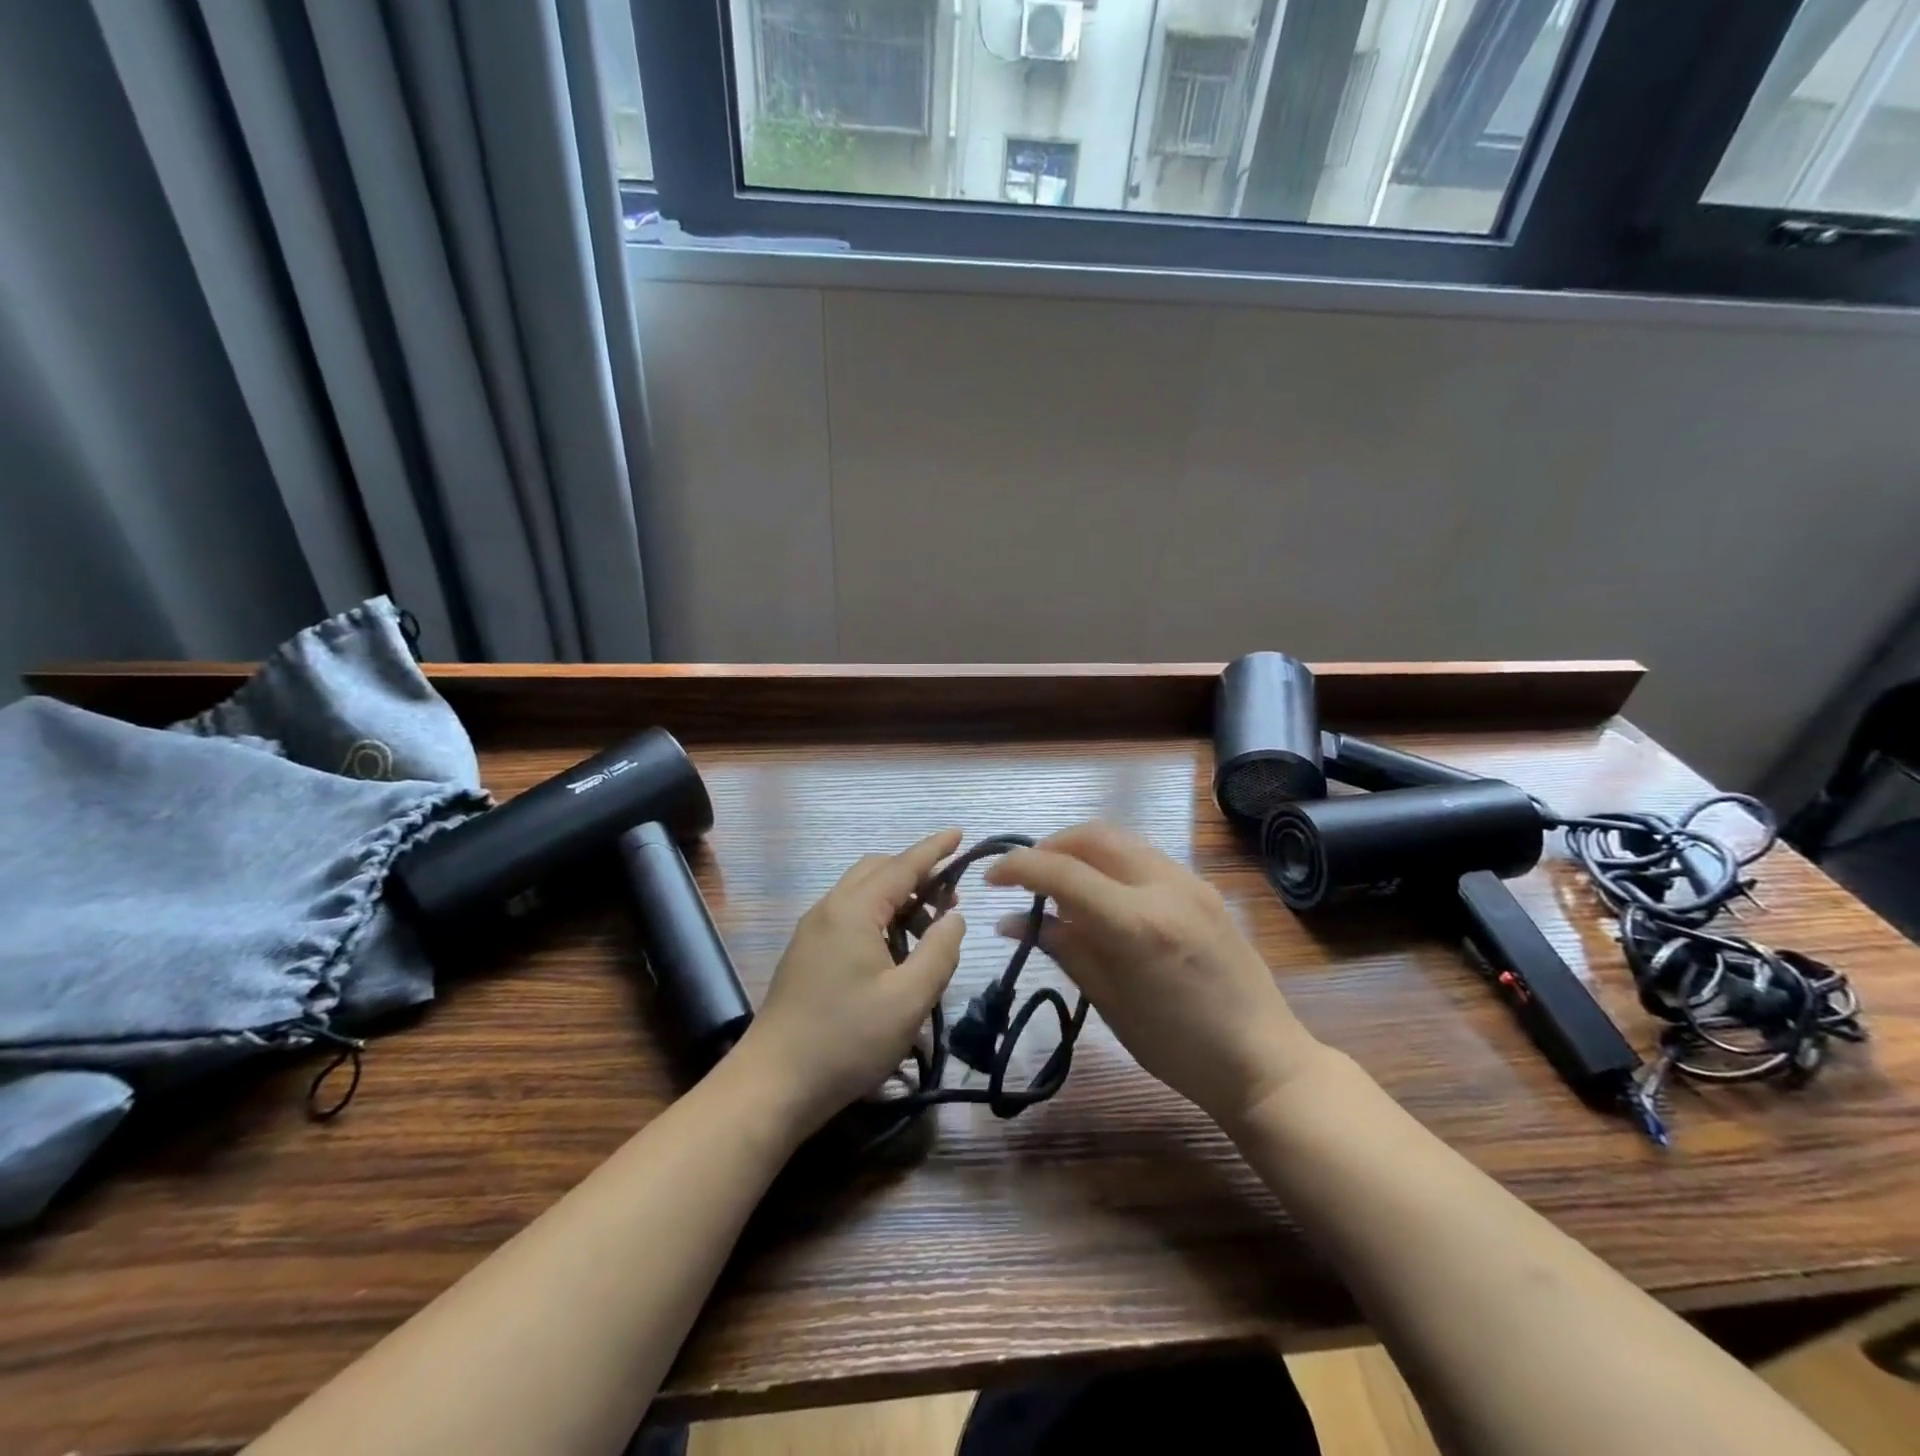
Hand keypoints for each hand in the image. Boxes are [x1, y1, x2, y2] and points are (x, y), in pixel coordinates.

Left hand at [737, 828, 966, 1133]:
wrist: (773, 1083)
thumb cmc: (847, 1039)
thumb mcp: (909, 999)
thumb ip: (940, 952)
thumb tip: (954, 917)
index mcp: (853, 910)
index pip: (902, 865)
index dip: (934, 849)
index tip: (960, 833)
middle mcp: (829, 909)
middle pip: (877, 871)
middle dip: (916, 874)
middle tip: (950, 897)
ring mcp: (812, 931)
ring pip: (862, 895)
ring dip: (898, 899)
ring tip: (928, 932)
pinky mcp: (806, 954)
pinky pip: (848, 916)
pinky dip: (878, 918)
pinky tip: (895, 952)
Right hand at [985, 822, 1321, 1128]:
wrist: (1264, 1061)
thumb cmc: (1177, 1048)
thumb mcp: (1109, 1002)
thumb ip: (1064, 948)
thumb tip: (1013, 921)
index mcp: (1137, 923)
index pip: (1063, 871)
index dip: (1018, 867)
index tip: (992, 878)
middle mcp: (1165, 886)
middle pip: (1093, 835)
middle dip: (1050, 846)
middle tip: (1025, 876)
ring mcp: (1190, 882)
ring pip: (1120, 839)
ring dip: (1081, 850)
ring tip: (1059, 883)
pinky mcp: (1204, 887)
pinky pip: (1144, 857)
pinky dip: (1111, 862)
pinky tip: (1101, 895)